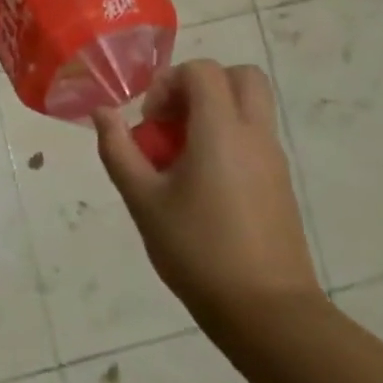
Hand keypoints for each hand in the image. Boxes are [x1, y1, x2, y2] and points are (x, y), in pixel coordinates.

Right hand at [91, 59, 321, 335]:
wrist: (266, 311)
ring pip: (249, 108)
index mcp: (221, 132)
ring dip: (212, 115)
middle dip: (200, 87)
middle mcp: (255, 136)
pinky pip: (253, 138)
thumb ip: (118, 150)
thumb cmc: (196, 249)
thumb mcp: (142, 199)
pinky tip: (199, 185)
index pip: (203, 71)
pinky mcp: (280, 183)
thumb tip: (102, 113)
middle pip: (241, 77)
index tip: (150, 122)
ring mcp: (273, 160)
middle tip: (171, 122)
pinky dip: (225, 141)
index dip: (169, 83)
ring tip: (179, 159)